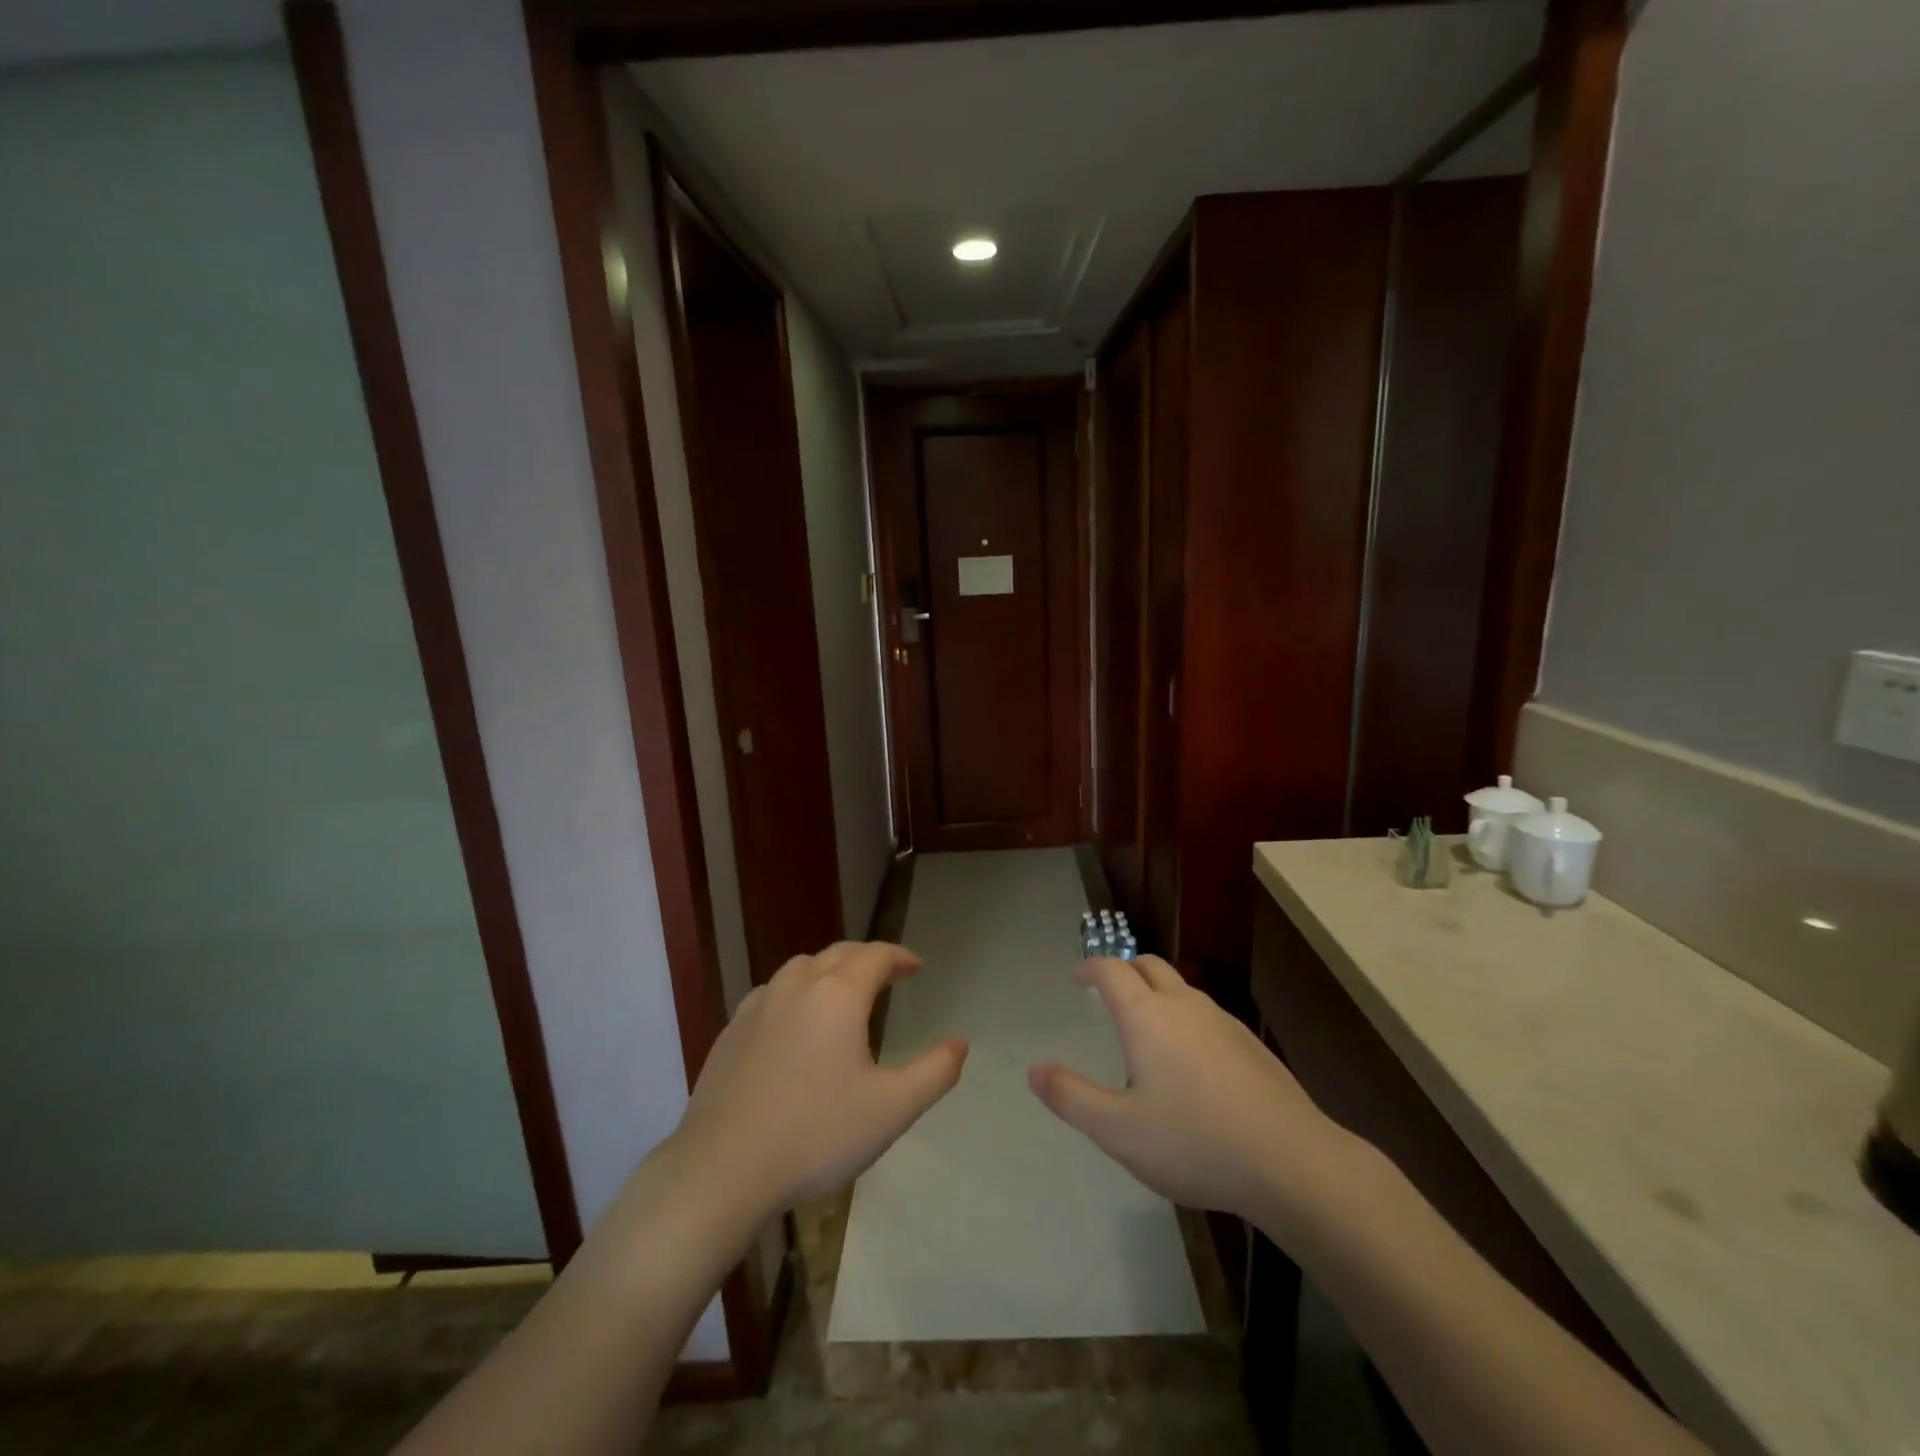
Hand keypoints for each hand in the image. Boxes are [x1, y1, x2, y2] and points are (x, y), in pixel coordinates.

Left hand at [664, 941, 966, 1222]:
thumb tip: (960, 1043)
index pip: (876, 956)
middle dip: (868, 958)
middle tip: (888, 975)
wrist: (722, 1169)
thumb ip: (935, 1072)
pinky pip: (773, 993)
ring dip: (830, 970)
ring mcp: (759, 1005)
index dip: (900, 956)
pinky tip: (795, 1023)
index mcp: (839, 994)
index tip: (917, 968)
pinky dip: (796, 993)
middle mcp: (798, 985)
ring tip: (843, 993)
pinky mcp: (731, 1030)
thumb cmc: (816, 1135)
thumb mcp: (892, 1109)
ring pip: (801, 968)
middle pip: (839, 954)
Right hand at [1029, 955, 1358, 1231]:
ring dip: (1156, 992)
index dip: (1090, 968)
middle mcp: (1184, 1005)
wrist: (1291, 1162)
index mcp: (1146, 1016)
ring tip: (1145, 1026)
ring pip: (1181, 988)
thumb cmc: (1194, 1142)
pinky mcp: (1250, 1043)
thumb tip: (1034, 1071)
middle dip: (1124, 970)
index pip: (1111, 969)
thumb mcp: (1118, 1131)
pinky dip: (1185, 1017)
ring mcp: (1222, 1021)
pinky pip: (1206, 1013)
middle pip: (1149, 965)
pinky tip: (1191, 1060)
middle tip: (1107, 993)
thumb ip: (1072, 1098)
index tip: (1076, 977)